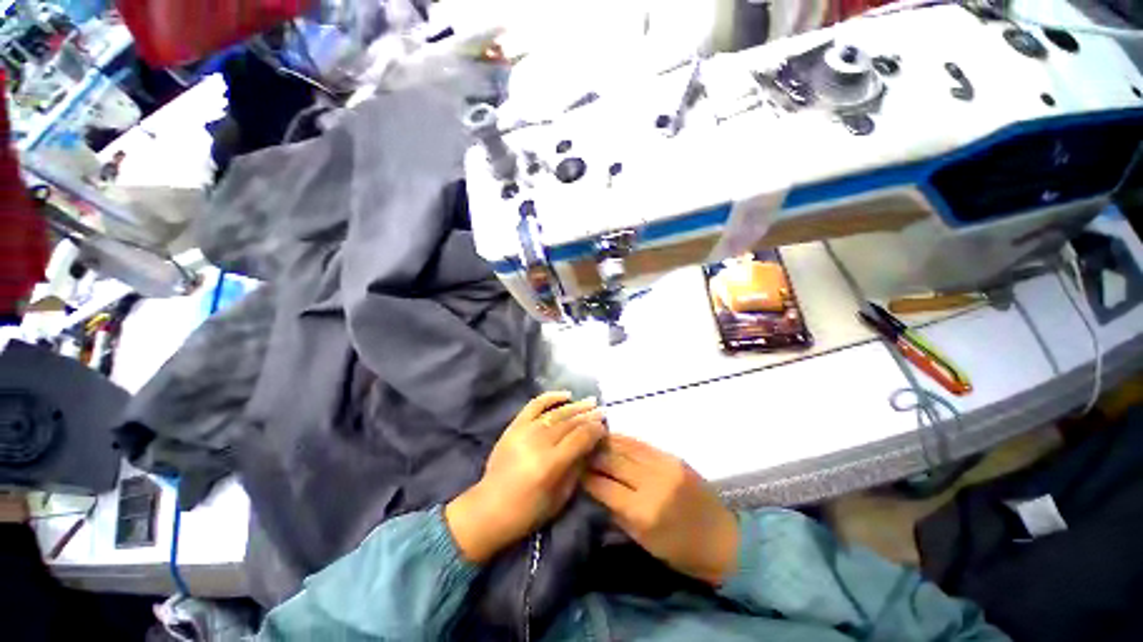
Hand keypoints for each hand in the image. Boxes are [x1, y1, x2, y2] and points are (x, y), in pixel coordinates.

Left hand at [445, 392, 605, 563]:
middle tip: (602, 411)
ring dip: (575, 406)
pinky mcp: (514, 426)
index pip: (580, 438)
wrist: (489, 508)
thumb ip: (578, 467)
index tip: (604, 427)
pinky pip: (534, 405)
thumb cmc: (528, 511)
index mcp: (551, 464)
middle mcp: (538, 443)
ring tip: (591, 401)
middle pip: (570, 423)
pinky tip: (565, 395)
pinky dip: (550, 397)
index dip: (595, 430)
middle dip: (589, 416)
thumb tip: (591, 445)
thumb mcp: (561, 497)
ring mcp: (524, 431)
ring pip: (556, 413)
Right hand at [584, 435, 738, 584]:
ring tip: (591, 440)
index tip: (574, 470)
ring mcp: (664, 465)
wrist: (723, 539)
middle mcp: (652, 482)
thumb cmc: (680, 550)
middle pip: (612, 460)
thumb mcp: (642, 540)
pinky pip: (641, 443)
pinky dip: (624, 440)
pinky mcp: (673, 456)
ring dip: (606, 442)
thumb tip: (594, 487)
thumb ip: (616, 511)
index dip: (585, 476)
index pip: (603, 486)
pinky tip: (613, 438)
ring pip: (625, 445)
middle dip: (592, 455)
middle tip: (579, 451)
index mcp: (643, 511)